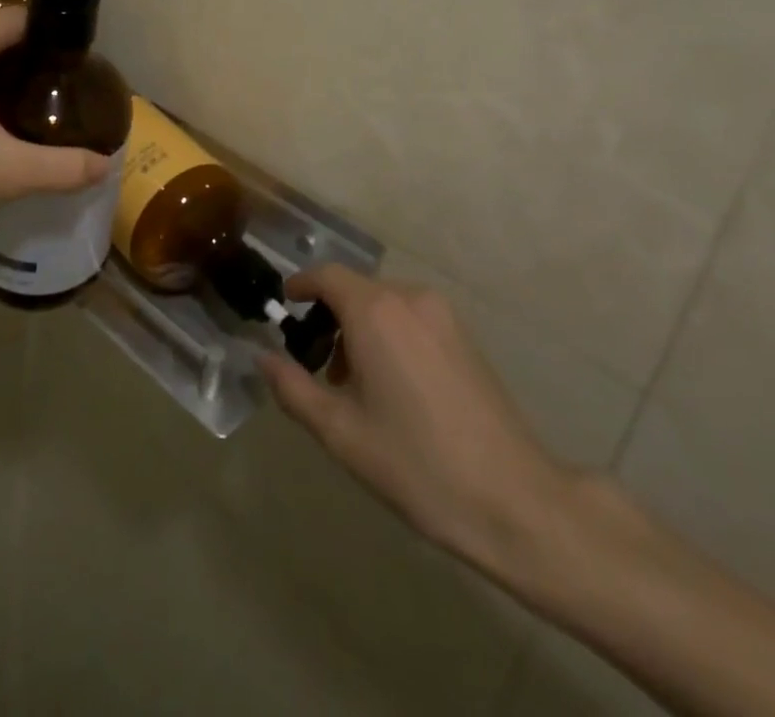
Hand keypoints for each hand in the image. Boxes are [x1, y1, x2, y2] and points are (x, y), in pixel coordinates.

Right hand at [259, 264, 577, 587]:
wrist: (513, 499)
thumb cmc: (416, 464)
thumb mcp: (341, 432)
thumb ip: (293, 388)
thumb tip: (261, 357)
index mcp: (375, 311)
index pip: (327, 276)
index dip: (301, 285)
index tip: (284, 307)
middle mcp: (409, 298)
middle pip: (356, 289)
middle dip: (330, 316)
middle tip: (317, 366)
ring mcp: (443, 315)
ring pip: (385, 303)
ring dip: (360, 327)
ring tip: (353, 383)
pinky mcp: (465, 336)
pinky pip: (412, 317)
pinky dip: (390, 334)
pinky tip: (393, 386)